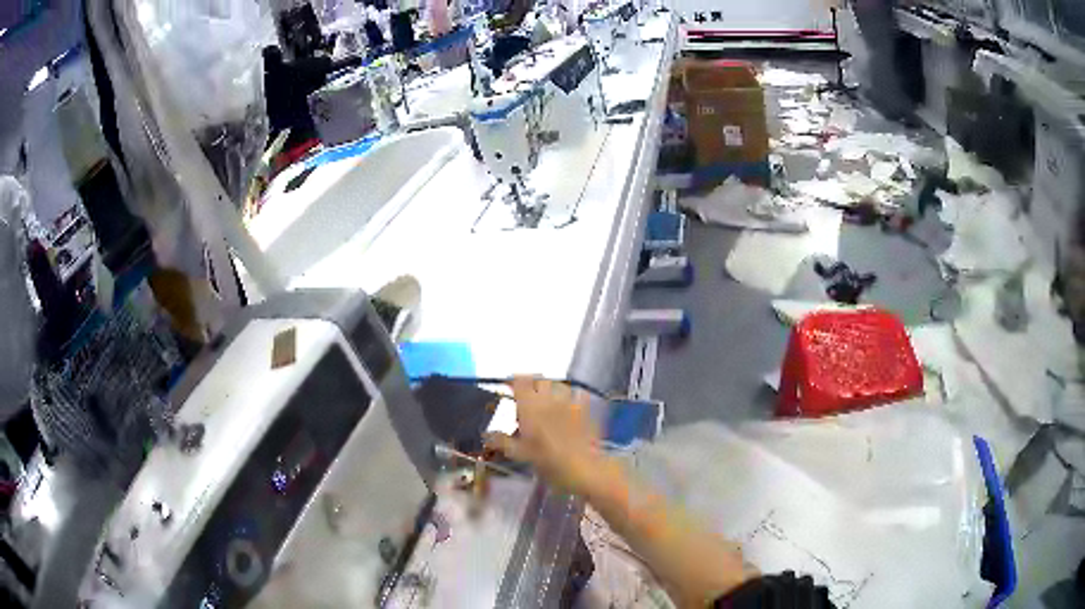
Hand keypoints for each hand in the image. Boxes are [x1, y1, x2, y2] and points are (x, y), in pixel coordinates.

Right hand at [485, 377, 603, 494]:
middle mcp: (549, 398)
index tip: (508, 388)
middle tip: (526, 396)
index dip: (513, 381)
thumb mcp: (520, 454)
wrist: (583, 467)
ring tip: (547, 401)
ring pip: (558, 385)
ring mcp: (569, 402)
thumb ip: (502, 441)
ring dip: (550, 389)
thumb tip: (486, 434)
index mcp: (530, 406)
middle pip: (539, 380)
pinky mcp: (585, 409)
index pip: (520, 381)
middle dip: (532, 384)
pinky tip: (568, 408)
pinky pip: (576, 395)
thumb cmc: (548, 461)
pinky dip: (570, 398)